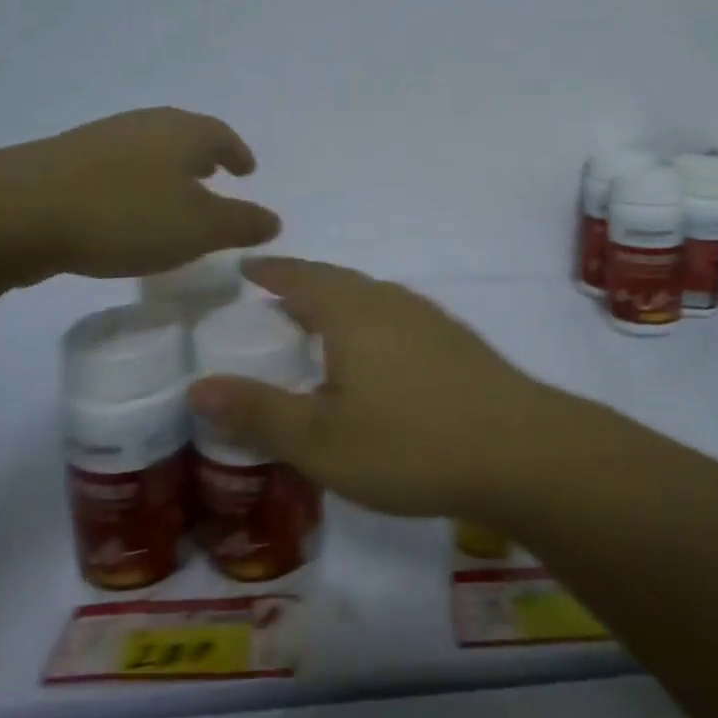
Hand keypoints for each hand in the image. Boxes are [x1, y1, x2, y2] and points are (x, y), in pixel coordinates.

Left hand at [0, 108, 279, 281]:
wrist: (17, 211)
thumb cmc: (124, 215)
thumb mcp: (198, 229)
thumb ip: (241, 223)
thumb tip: (274, 219)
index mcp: (182, 132)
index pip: (222, 136)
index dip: (238, 153)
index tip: (248, 170)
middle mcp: (145, 125)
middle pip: (184, 135)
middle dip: (203, 156)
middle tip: (216, 176)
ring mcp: (101, 139)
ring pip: (149, 149)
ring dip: (168, 169)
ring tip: (175, 195)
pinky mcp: (65, 160)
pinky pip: (117, 166)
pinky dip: (135, 182)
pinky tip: (125, 210)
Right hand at [188, 257, 565, 519]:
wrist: (518, 449)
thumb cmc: (408, 443)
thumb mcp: (320, 440)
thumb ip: (259, 411)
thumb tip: (198, 385)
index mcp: (351, 312)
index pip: (300, 277)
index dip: (270, 271)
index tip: (245, 268)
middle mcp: (390, 301)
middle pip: (337, 282)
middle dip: (301, 286)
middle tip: (272, 303)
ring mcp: (428, 318)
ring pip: (370, 299)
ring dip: (337, 305)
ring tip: (316, 329)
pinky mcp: (455, 341)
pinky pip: (395, 318)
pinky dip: (368, 325)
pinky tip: (374, 360)